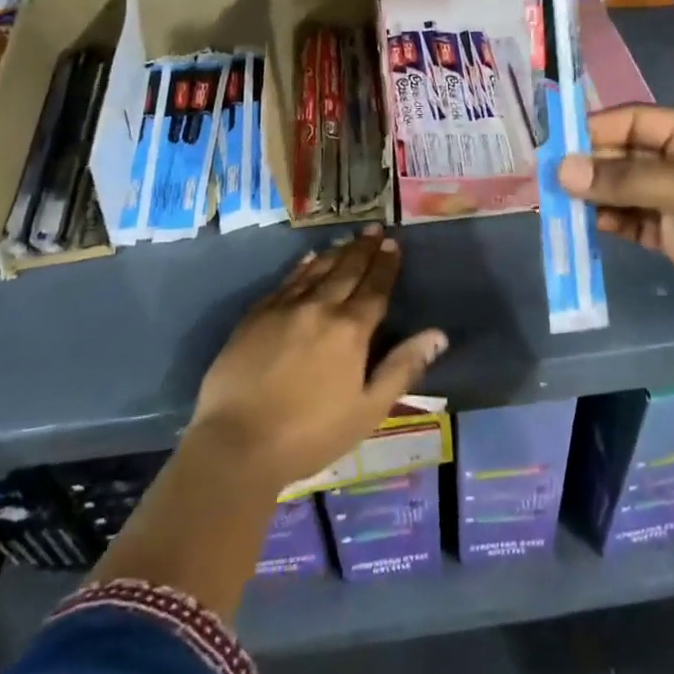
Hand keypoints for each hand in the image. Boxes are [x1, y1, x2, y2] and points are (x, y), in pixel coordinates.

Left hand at [189, 228, 447, 492]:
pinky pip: (286, 281)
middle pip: (346, 270)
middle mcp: (319, 308)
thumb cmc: (310, 434)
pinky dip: (302, 267)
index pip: (374, 288)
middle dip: (363, 249)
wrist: (236, 444)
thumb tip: (438, 335)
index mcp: (350, 330)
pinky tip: (308, 260)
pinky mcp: (255, 316)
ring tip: (348, 239)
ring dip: (335, 253)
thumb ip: (402, 368)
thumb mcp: (368, 410)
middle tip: (374, 229)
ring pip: (316, 270)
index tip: (394, 245)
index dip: (386, 265)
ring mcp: (283, 309)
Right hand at [557, 105, 673, 343]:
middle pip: (626, 154)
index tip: (556, 143)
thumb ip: (623, 179)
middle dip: (591, 164)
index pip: (636, 120)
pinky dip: (608, 220)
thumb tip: (562, 170)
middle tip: (549, 178)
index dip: (597, 129)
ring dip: (594, 194)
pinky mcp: (672, 236)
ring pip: (624, 188)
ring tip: (556, 202)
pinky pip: (630, 219)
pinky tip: (583, 224)